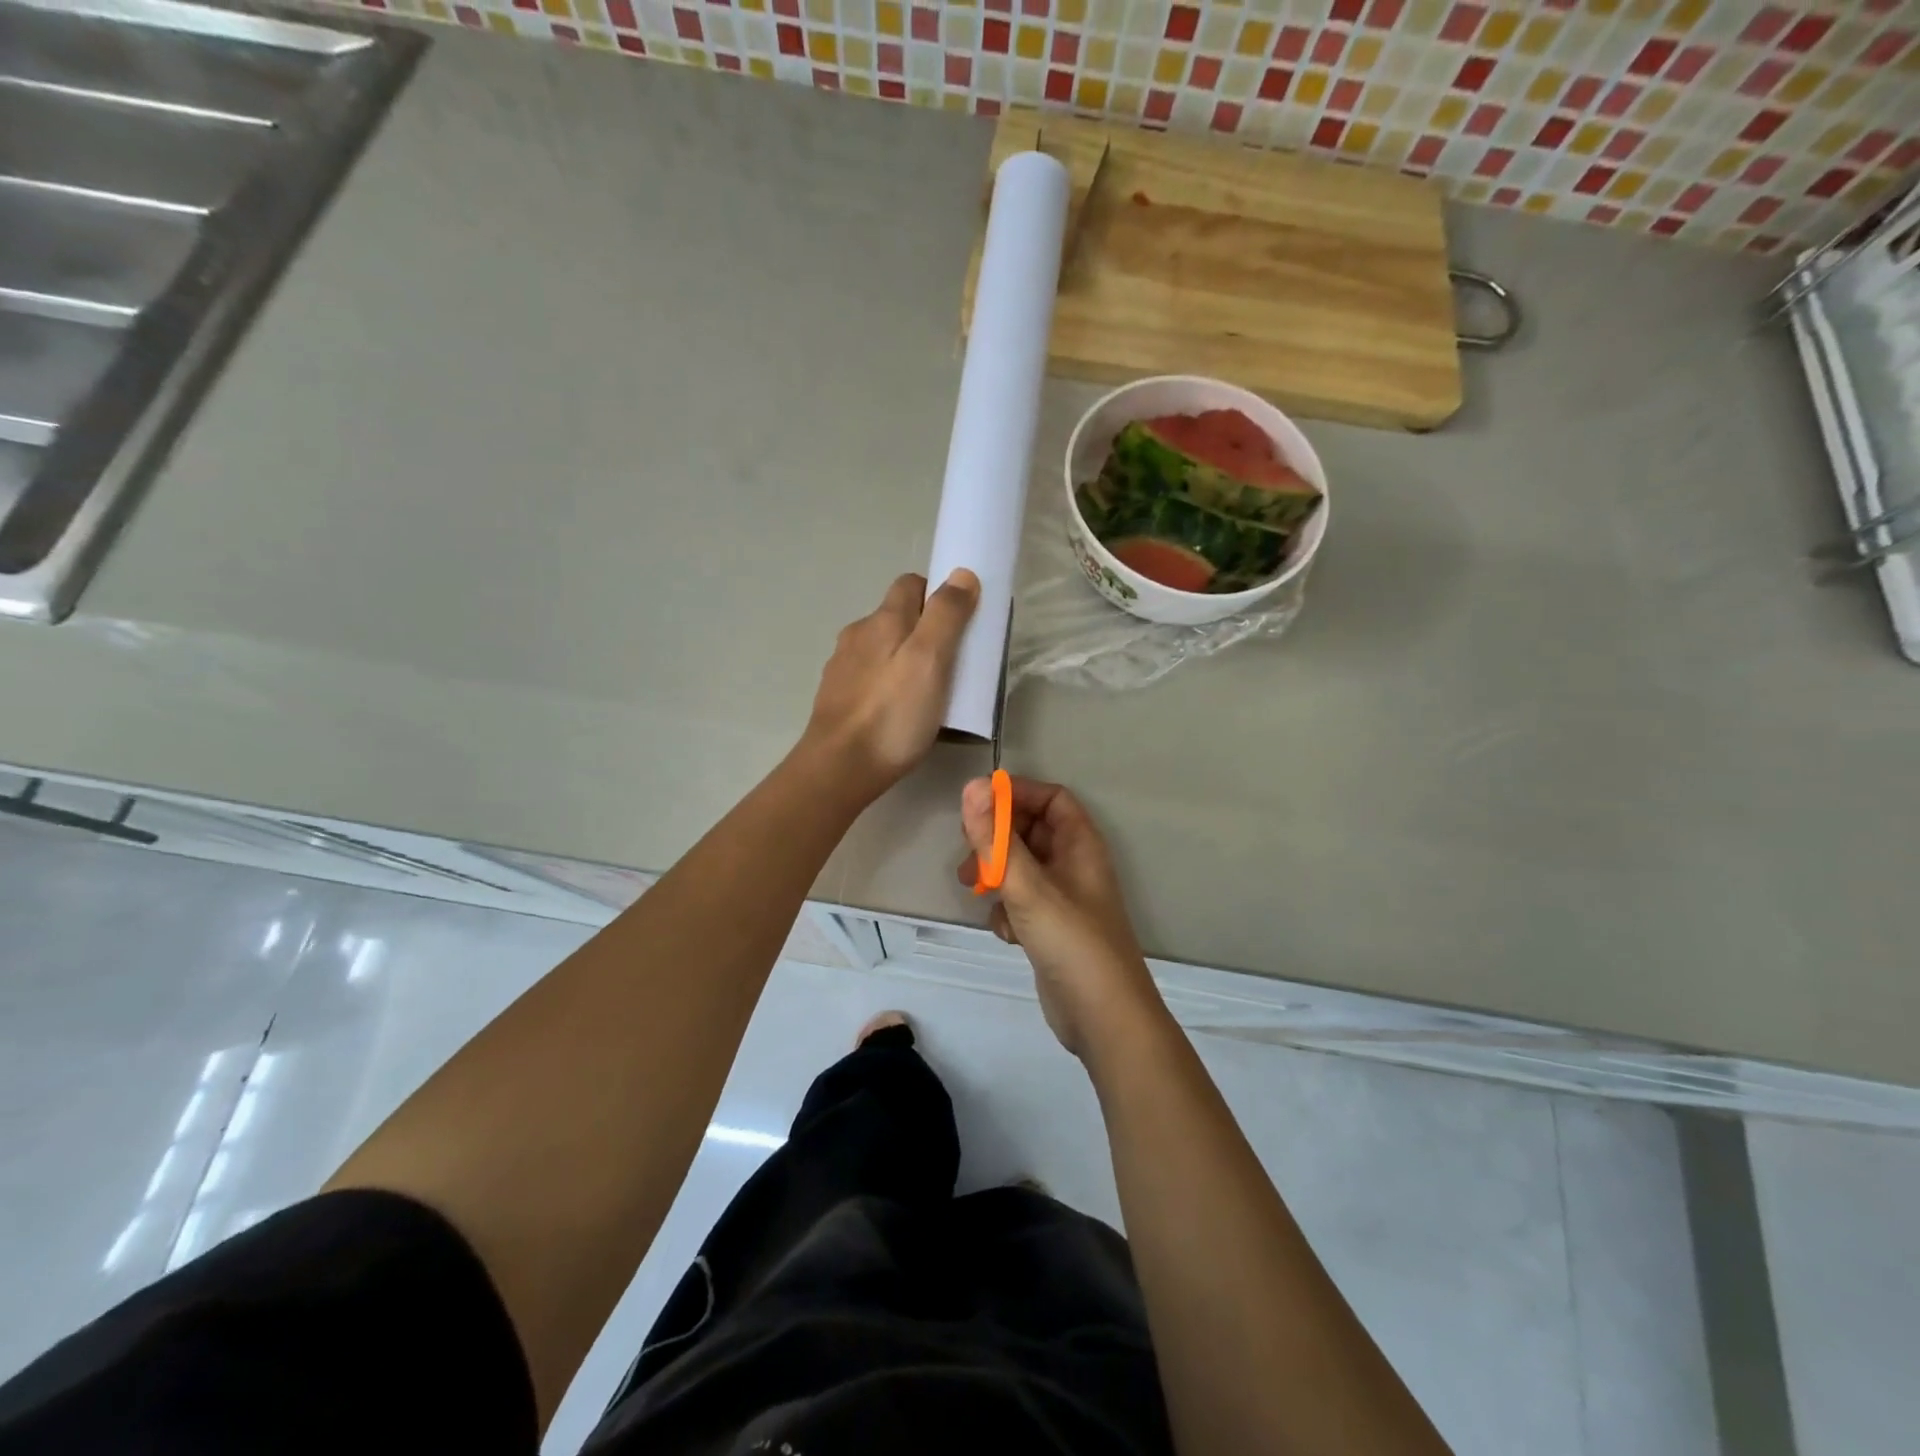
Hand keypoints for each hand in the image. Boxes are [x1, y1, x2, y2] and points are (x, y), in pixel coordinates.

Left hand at [803, 570, 978, 800]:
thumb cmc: (892, 714)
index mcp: (882, 620)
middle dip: (924, 629)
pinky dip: (887, 683)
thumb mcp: (930, 661)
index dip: (938, 594)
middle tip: (951, 661)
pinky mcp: (837, 697)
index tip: (960, 622)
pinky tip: (899, 710)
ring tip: (928, 691)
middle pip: (896, 617)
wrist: (839, 768)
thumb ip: (946, 615)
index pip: (910, 584)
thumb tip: (962, 574)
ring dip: (904, 658)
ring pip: (881, 648)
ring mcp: (843, 667)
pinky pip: (870, 677)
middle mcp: (857, 635)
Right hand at [958, 776, 1166, 1058]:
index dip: (1017, 794)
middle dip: (997, 839)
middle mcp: (1074, 866)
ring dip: (996, 875)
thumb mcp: (1028, 886)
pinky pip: (1022, 903)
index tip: (978, 804)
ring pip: (1022, 869)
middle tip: (968, 852)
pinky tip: (1007, 932)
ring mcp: (1063, 899)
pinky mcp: (1051, 930)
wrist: (1103, 1017)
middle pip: (1031, 832)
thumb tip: (972, 787)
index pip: (1050, 798)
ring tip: (974, 889)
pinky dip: (1008, 911)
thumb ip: (996, 838)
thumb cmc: (1071, 941)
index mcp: (1080, 844)